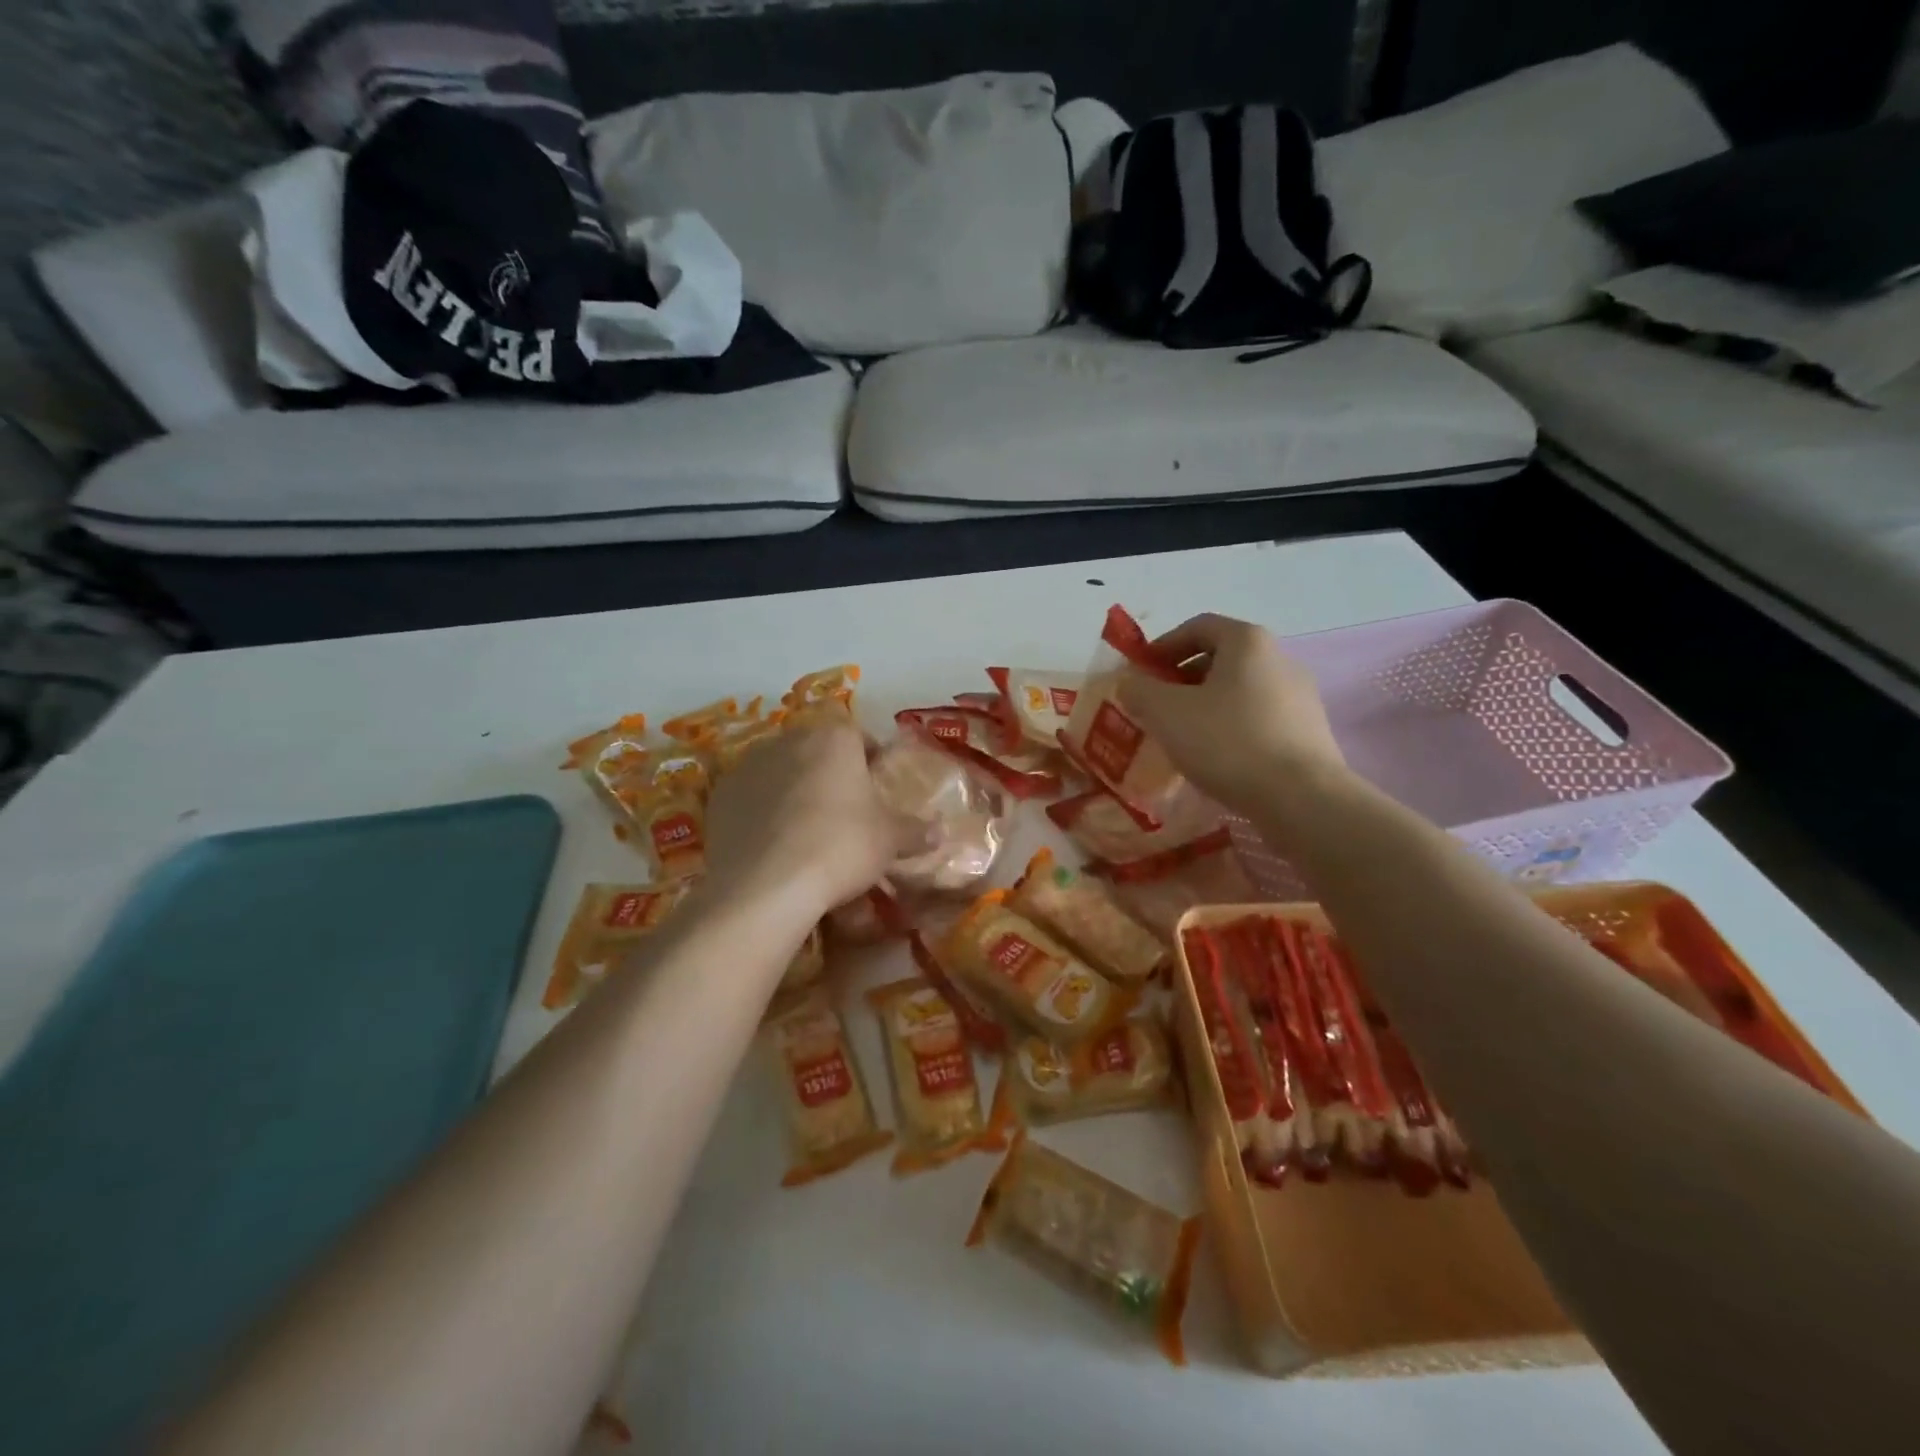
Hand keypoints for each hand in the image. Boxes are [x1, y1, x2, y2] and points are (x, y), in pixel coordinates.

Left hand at [702, 721, 917, 921]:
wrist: (766, 885)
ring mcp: (748, 765)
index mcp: (834, 738)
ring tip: (806, 828)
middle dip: (831, 772)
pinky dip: (763, 810)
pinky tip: (773, 843)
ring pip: (781, 770)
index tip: (877, 784)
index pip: (859, 735)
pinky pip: (751, 796)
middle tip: (845, 808)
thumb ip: (916, 831)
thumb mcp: (889, 841)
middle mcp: (789, 740)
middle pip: (817, 749)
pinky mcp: (720, 795)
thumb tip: (941, 831)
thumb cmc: (841, 847)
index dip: (871, 759)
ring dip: (795, 788)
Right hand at [1117, 613, 1346, 809]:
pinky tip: (1217, 757)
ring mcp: (1301, 696)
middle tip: (1157, 706)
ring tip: (1183, 736)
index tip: (1141, 672)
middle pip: (1222, 658)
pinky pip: (1260, 718)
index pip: (1199, 626)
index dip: (1163, 645)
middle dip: (1183, 678)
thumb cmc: (1228, 742)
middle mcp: (1280, 659)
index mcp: (1248, 642)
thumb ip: (1140, 690)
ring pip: (1240, 690)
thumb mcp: (1166, 713)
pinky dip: (1232, 728)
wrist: (1301, 798)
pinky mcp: (1310, 731)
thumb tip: (1130, 682)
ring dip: (1206, 705)